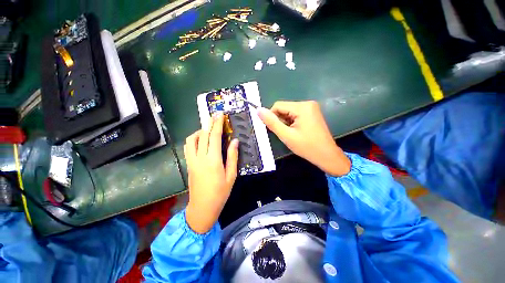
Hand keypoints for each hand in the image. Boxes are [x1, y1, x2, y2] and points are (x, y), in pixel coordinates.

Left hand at [184, 114, 238, 233]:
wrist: (203, 206)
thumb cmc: (220, 194)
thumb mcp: (231, 177)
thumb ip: (233, 158)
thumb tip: (234, 141)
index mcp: (213, 160)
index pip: (214, 136)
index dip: (217, 123)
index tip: (220, 114)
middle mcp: (200, 157)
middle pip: (203, 134)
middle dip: (209, 123)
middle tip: (215, 116)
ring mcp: (192, 160)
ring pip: (192, 139)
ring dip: (200, 131)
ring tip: (208, 131)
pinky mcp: (188, 164)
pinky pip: (188, 147)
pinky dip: (193, 140)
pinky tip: (200, 142)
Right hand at [258, 101, 350, 176]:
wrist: (327, 155)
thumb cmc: (307, 147)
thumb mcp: (287, 136)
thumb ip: (272, 123)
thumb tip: (258, 110)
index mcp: (302, 107)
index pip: (278, 105)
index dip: (272, 117)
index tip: (275, 130)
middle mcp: (308, 103)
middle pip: (285, 108)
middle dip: (282, 120)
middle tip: (286, 134)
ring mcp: (312, 108)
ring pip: (290, 112)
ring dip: (287, 122)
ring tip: (293, 134)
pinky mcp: (314, 113)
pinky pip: (297, 114)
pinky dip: (294, 122)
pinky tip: (298, 132)